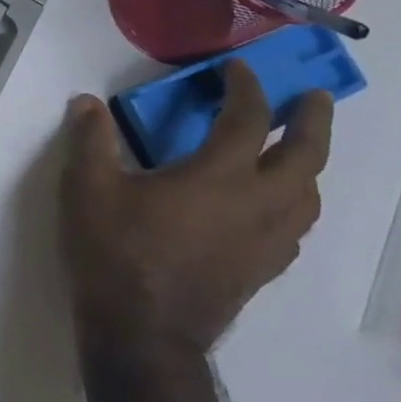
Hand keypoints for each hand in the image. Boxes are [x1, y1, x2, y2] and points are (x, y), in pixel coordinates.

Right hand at [59, 60, 331, 359]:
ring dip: (309, 165)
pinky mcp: (262, 270)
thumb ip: (90, 140)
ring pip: (309, 195)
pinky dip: (293, 204)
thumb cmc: (114, 251)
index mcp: (219, 176)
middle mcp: (258, 204)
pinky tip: (271, 210)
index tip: (237, 69)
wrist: (141, 332)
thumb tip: (86, 102)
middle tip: (313, 98)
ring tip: (296, 154)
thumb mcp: (86, 188)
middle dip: (314, 120)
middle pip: (307, 155)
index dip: (245, 87)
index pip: (248, 119)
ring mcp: (267, 241)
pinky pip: (295, 227)